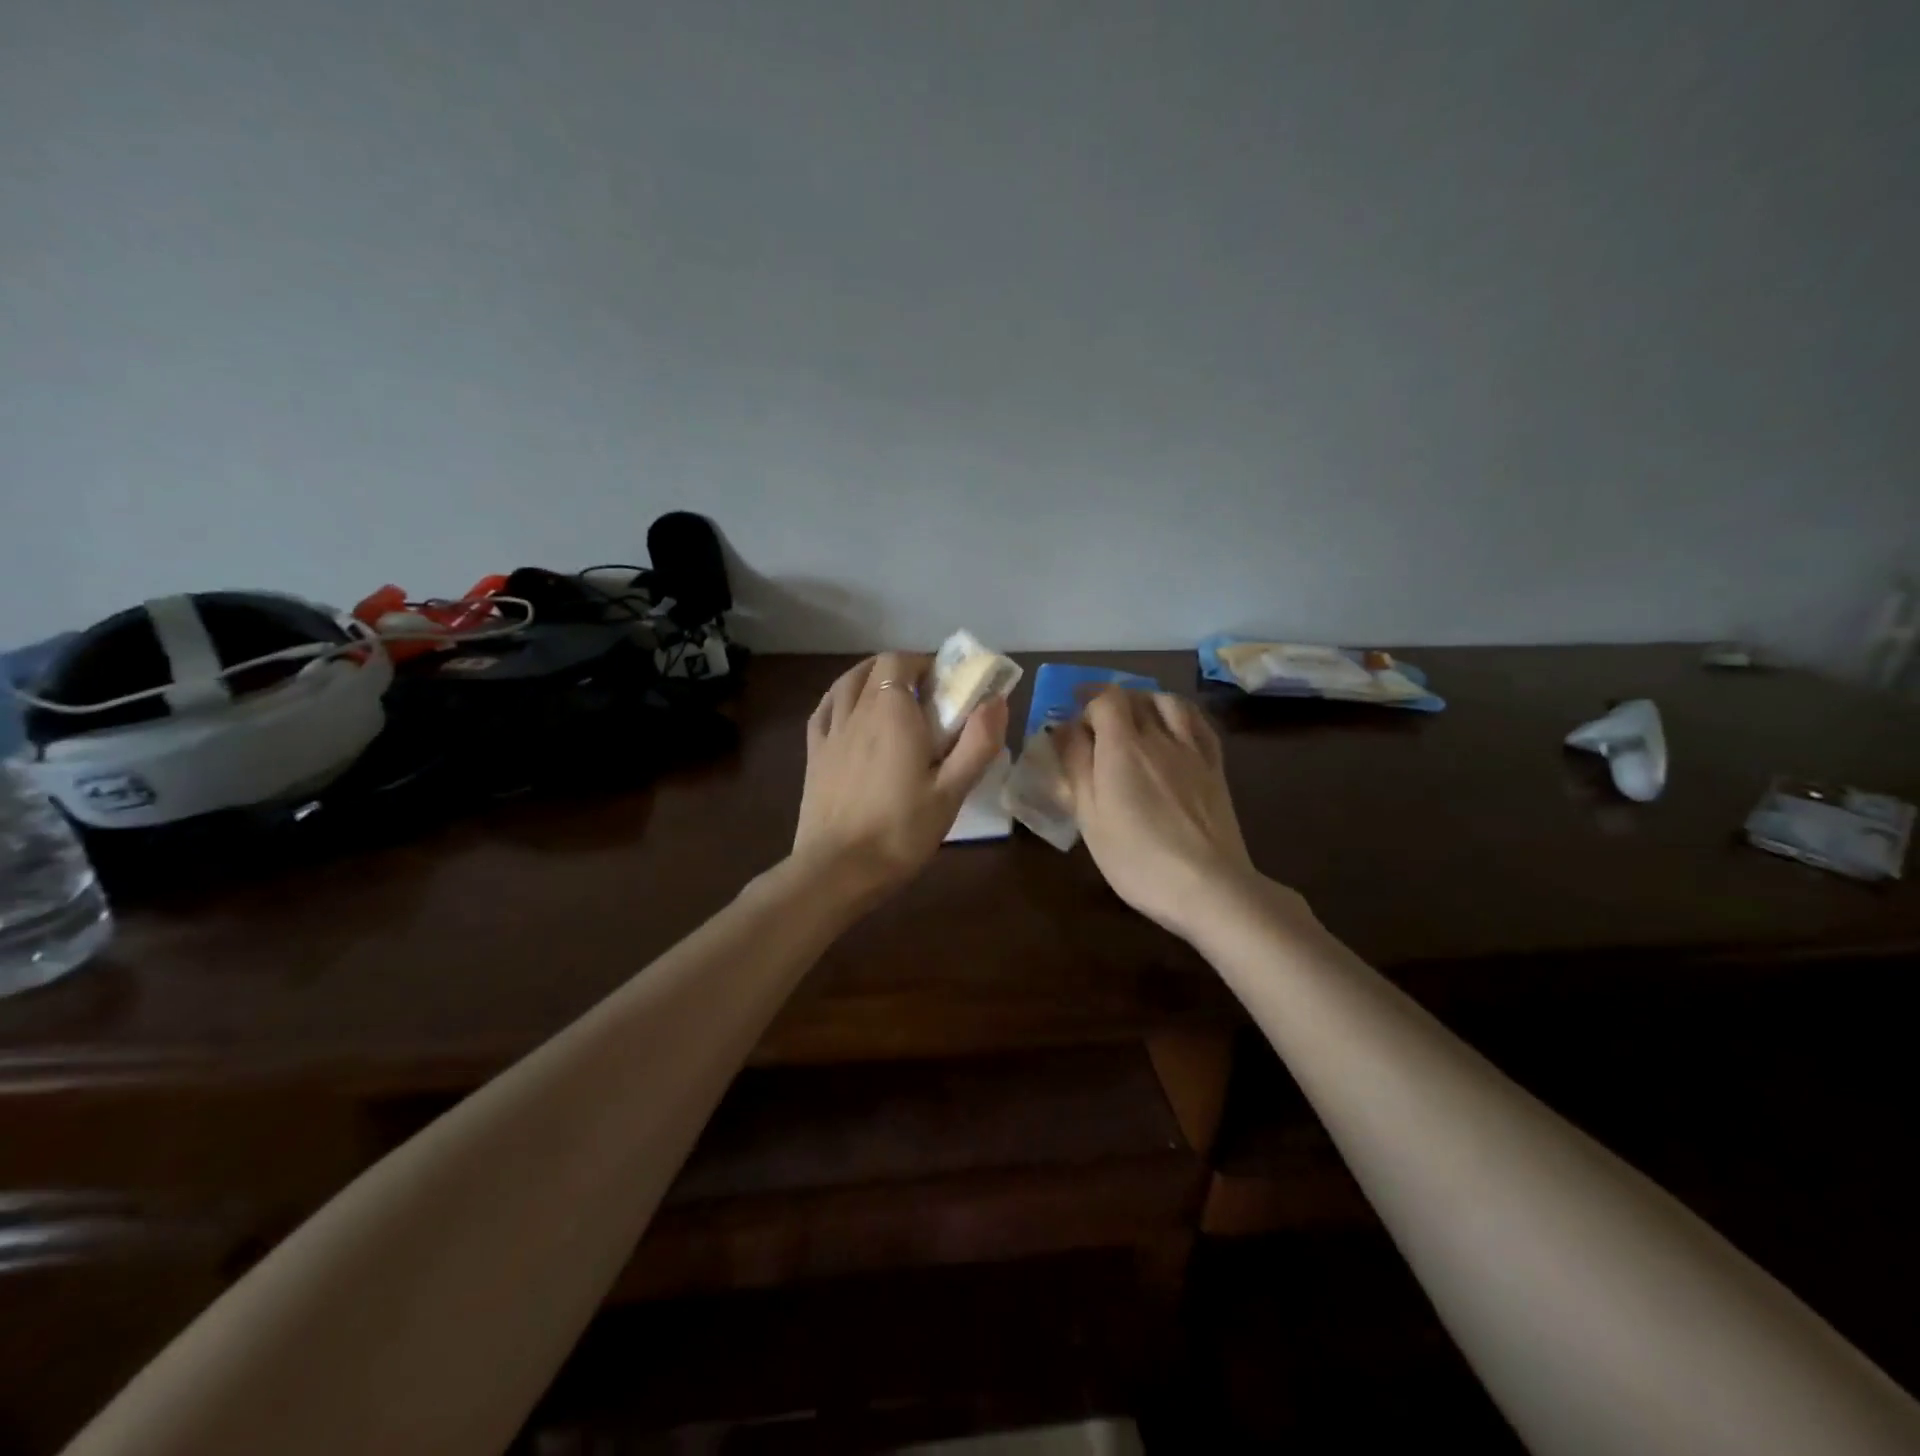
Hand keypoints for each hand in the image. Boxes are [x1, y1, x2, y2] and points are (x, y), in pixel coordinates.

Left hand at [793, 652, 1008, 906]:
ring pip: (846, 684)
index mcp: (892, 712)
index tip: (945, 685)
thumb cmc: (901, 830)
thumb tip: (996, 700)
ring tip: (889, 698)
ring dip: (869, 678)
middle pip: (874, 668)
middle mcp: (857, 711)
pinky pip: (824, 710)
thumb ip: (978, 742)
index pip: (901, 661)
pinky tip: (849, 713)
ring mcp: (830, 732)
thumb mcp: (952, 791)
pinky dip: (840, 699)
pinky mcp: (813, 755)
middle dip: (901, 670)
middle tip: (925, 696)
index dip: (924, 664)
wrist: (838, 869)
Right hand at [1056, 688, 1269, 938]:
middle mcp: (1159, 737)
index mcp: (1122, 748)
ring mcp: (1192, 751)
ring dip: (1148, 701)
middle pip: (1136, 697)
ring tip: (1136, 716)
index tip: (1072, 714)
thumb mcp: (1090, 817)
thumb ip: (1076, 767)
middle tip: (1097, 719)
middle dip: (1112, 700)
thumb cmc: (1137, 858)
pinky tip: (1175, 727)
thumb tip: (1064, 729)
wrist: (1208, 886)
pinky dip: (1181, 715)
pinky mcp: (1216, 769)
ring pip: (1170, 703)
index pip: (1105, 699)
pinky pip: (1200, 724)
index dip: (1087, 699)